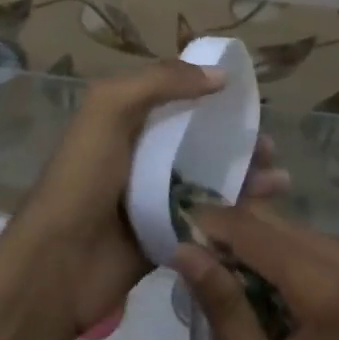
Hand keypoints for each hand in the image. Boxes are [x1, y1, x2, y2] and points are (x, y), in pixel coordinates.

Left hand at [10, 63, 289, 335]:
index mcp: (126, 120)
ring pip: (210, 179)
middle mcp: (143, 154)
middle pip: (200, 139)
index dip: (210, 93)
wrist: (59, 264)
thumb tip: (219, 75)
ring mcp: (156, 197)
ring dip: (245, 175)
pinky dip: (238, 213)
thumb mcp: (110, 109)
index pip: (176, 97)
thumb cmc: (83, 176)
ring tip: (280, 177)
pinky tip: (268, 210)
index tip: (248, 95)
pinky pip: (209, 218)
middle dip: (236, 138)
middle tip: (270, 144)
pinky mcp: (169, 236)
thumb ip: (160, 82)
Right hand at [172, 205, 338, 339]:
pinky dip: (264, 255)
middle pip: (264, 219)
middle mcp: (338, 254)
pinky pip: (293, 241)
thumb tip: (184, 249)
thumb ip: (223, 308)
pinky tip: (250, 291)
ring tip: (217, 284)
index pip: (249, 228)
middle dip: (223, 235)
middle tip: (191, 267)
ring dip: (242, 245)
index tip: (171, 240)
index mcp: (320, 281)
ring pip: (276, 225)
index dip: (206, 227)